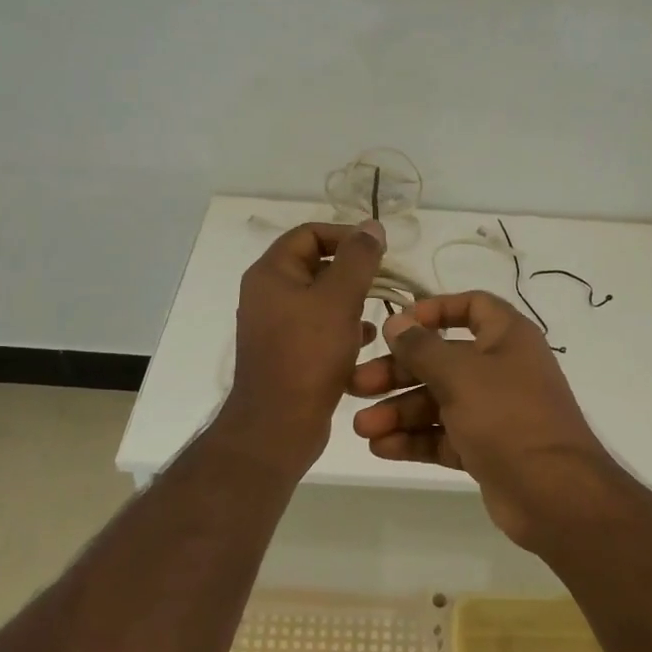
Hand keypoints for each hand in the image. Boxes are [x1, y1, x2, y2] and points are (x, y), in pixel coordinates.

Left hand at [217, 220, 385, 473]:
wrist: (279, 425)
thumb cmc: (308, 355)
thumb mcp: (339, 299)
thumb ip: (358, 259)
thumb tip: (371, 227)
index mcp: (271, 273)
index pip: (309, 233)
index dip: (345, 235)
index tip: (378, 251)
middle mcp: (267, 294)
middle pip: (315, 264)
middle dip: (352, 270)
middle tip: (383, 281)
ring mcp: (275, 325)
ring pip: (320, 298)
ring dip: (350, 300)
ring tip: (378, 312)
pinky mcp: (287, 352)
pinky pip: (318, 327)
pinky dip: (342, 327)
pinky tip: (366, 340)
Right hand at [349, 292, 624, 549]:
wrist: (553, 494)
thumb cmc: (507, 417)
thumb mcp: (460, 374)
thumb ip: (422, 347)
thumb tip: (397, 322)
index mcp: (507, 337)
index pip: (471, 307)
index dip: (433, 310)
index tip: (397, 325)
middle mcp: (501, 369)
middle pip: (442, 359)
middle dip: (398, 372)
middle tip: (357, 385)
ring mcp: (494, 411)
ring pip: (438, 401)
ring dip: (399, 411)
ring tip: (362, 428)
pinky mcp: (485, 448)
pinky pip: (444, 435)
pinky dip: (415, 439)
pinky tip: (382, 447)